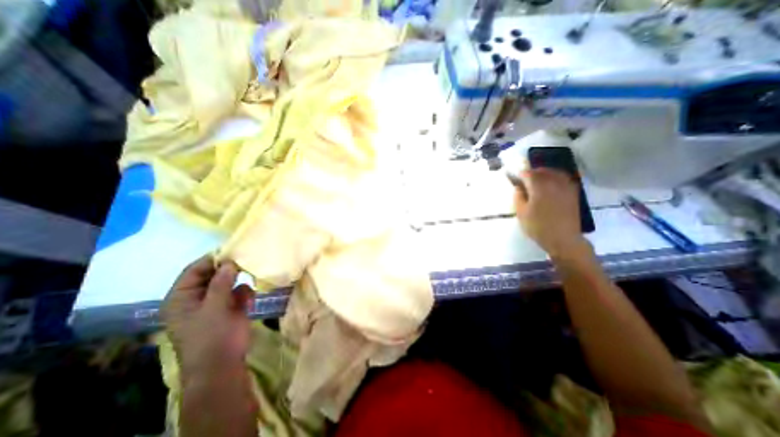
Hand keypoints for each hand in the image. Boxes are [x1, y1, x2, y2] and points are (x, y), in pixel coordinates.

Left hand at [163, 256, 253, 378]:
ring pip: (229, 282)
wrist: (223, 365)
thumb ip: (221, 283)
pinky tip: (248, 301)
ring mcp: (216, 302)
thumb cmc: (211, 337)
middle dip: (230, 270)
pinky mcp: (231, 307)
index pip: (195, 270)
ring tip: (246, 288)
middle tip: (246, 264)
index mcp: (182, 298)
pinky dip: (245, 293)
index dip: (212, 260)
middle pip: (214, 274)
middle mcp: (198, 297)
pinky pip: (240, 292)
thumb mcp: (214, 308)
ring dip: (239, 283)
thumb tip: (229, 261)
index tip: (232, 251)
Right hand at [513, 167, 583, 255]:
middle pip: (542, 171)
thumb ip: (518, 197)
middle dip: (532, 173)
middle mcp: (553, 182)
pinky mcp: (573, 193)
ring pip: (554, 173)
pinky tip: (551, 185)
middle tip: (524, 180)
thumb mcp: (521, 213)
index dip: (519, 175)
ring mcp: (565, 187)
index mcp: (539, 186)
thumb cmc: (538, 226)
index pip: (528, 173)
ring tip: (538, 180)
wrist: (563, 238)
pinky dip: (556, 178)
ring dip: (545, 174)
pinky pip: (564, 179)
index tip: (514, 179)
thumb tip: (518, 187)